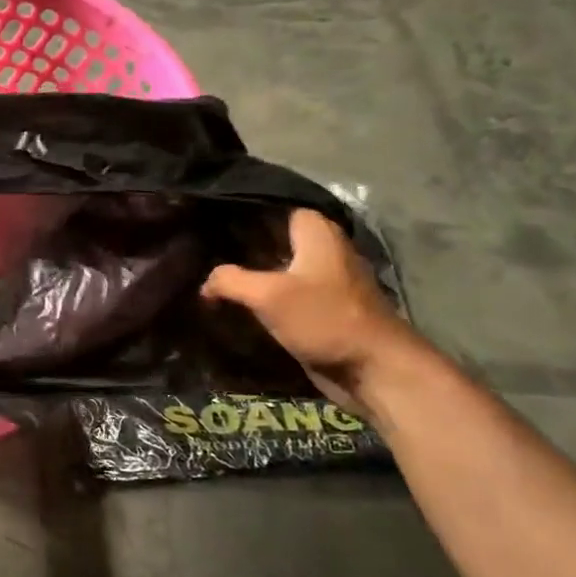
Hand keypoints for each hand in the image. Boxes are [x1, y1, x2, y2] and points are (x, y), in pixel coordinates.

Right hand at [201, 208, 414, 407]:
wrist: (373, 370)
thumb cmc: (324, 319)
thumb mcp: (268, 295)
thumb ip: (230, 280)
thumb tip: (205, 283)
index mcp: (316, 232)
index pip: (272, 207)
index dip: (241, 212)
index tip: (208, 219)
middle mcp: (322, 248)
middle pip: (272, 237)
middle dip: (240, 243)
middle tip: (202, 249)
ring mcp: (323, 280)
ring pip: (276, 266)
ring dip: (249, 272)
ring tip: (211, 275)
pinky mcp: (320, 307)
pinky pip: (283, 292)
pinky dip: (261, 295)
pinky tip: (234, 302)